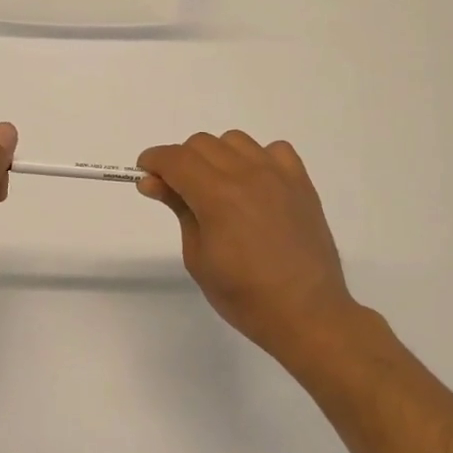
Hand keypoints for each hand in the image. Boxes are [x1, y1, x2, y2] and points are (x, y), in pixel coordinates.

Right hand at [137, 131, 359, 359]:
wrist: (306, 312)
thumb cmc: (244, 295)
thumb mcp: (198, 256)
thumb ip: (178, 209)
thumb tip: (152, 181)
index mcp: (217, 195)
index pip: (175, 158)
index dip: (153, 161)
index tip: (146, 175)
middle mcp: (247, 174)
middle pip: (202, 144)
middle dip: (181, 161)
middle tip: (179, 192)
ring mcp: (278, 175)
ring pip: (235, 140)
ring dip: (217, 156)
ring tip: (218, 188)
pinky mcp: (301, 183)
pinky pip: (274, 150)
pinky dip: (257, 159)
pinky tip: (255, 185)